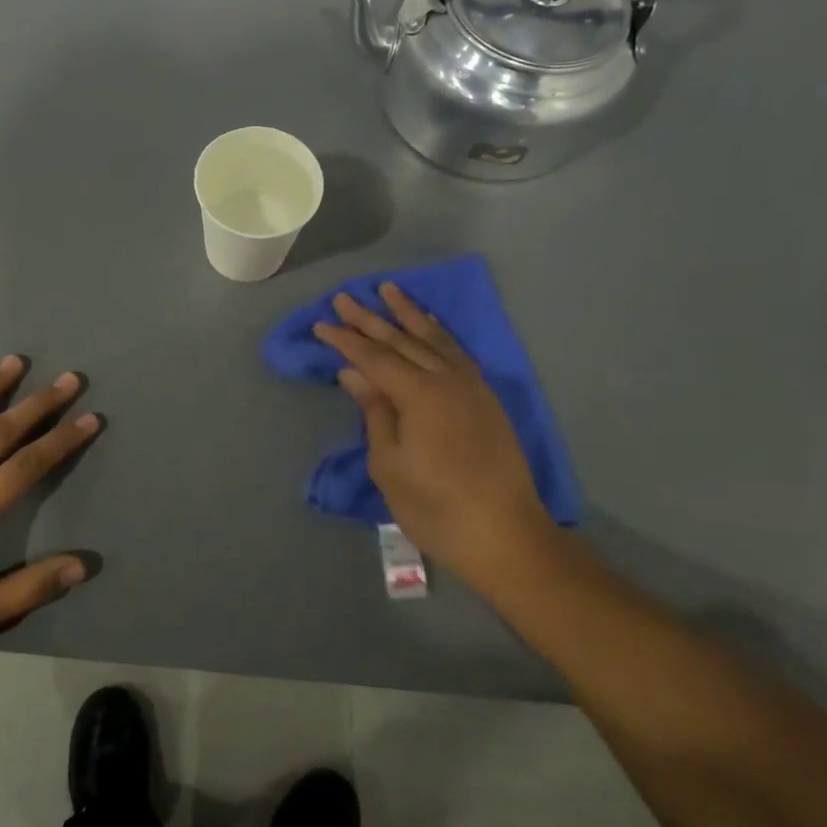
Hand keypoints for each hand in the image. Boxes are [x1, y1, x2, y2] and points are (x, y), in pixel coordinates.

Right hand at [314, 283, 554, 582]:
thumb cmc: (436, 507)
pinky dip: (439, 333)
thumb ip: (374, 412)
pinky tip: (430, 325)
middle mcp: (447, 379)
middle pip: (401, 340)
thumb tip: (354, 373)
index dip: (345, 340)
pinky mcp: (485, 398)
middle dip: (370, 319)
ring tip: (388, 290)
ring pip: (433, 339)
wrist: (506, 536)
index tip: (321, 324)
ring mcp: (471, 386)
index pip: (374, 357)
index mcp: (419, 395)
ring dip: (408, 314)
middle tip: (344, 297)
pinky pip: (457, 352)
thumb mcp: (389, 465)